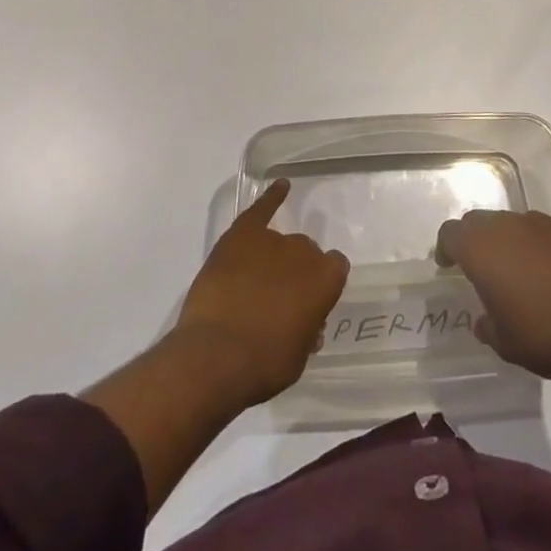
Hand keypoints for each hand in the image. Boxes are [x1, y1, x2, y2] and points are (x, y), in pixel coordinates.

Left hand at [175, 180, 349, 405]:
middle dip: (296, 273)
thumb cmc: (264, 364)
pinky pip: (261, 208)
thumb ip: (307, 330)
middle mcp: (304, 251)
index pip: (334, 269)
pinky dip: (272, 196)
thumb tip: (306, 323)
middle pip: (305, 254)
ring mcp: (272, 239)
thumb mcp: (298, 357)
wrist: (217, 355)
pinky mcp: (241, 234)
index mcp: (326, 279)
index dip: (321, 284)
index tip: (309, 301)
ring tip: (255, 283)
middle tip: (277, 300)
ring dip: (274, 258)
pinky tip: (281, 185)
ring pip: (280, 241)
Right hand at [435, 209, 550, 386]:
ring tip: (518, 270)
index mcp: (480, 249)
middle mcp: (505, 226)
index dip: (446, 247)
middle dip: (474, 240)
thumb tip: (484, 319)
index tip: (449, 266)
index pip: (450, 233)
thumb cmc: (541, 337)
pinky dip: (535, 243)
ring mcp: (538, 223)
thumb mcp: (503, 342)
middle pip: (478, 221)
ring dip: (506, 240)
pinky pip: (540, 230)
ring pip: (510, 222)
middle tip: (481, 267)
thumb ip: (486, 324)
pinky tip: (549, 270)